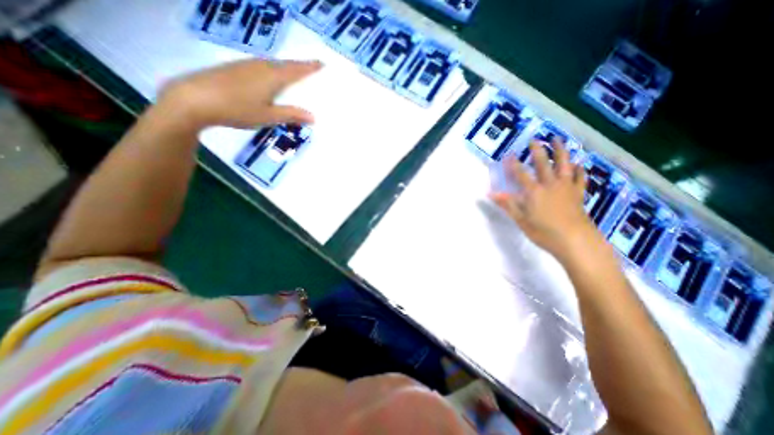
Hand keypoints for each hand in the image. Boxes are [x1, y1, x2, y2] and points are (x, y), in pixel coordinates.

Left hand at [160, 60, 323, 130]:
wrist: (194, 98)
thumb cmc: (237, 109)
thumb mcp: (268, 116)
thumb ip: (291, 115)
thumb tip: (313, 117)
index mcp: (273, 76)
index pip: (297, 69)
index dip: (310, 67)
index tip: (322, 64)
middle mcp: (261, 65)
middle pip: (286, 65)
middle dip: (300, 67)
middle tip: (311, 70)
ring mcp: (246, 64)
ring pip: (273, 65)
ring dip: (285, 69)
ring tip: (294, 76)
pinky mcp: (235, 68)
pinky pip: (261, 67)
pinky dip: (272, 72)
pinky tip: (270, 80)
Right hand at [489, 140, 603, 260]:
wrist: (576, 241)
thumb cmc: (544, 232)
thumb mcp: (521, 220)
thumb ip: (507, 204)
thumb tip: (490, 193)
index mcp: (534, 191)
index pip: (520, 174)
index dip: (513, 164)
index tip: (508, 154)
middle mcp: (550, 185)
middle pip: (543, 163)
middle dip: (537, 151)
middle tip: (534, 140)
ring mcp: (566, 187)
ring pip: (564, 164)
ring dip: (560, 151)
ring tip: (557, 140)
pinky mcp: (578, 194)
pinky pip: (580, 177)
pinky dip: (579, 169)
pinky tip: (578, 164)